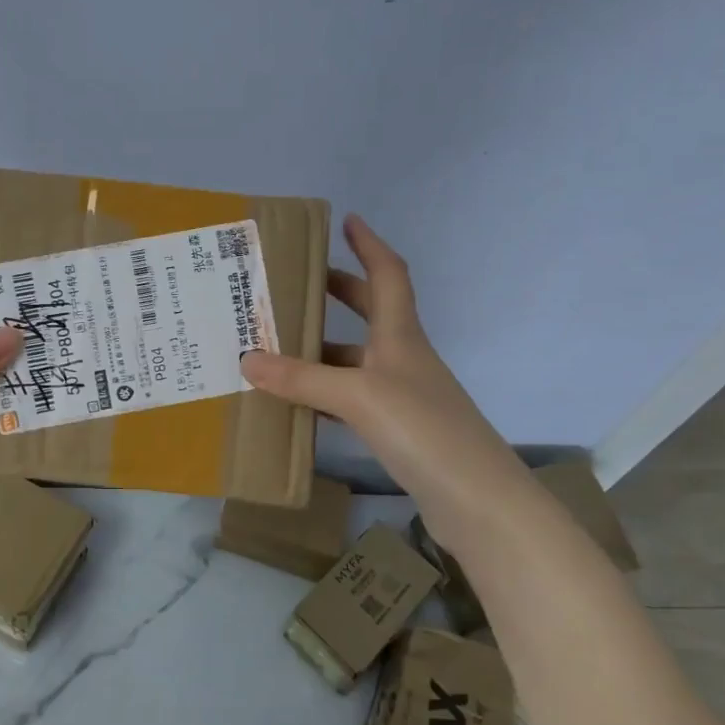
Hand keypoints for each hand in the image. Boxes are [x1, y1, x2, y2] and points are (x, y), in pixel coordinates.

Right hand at [239, 215, 532, 529]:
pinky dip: (324, 395)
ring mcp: (403, 397)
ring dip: (322, 350)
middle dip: (338, 292)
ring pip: (356, 360)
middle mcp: (403, 359)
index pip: (387, 275)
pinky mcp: (399, 432)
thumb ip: (301, 378)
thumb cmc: (423, 431)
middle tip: (297, 283)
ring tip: (276, 347)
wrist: (479, 503)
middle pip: (371, 313)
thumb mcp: (357, 396)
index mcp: (400, 337)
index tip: (348, 221)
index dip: (369, 245)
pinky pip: (352, 400)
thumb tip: (246, 360)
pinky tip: (297, 404)